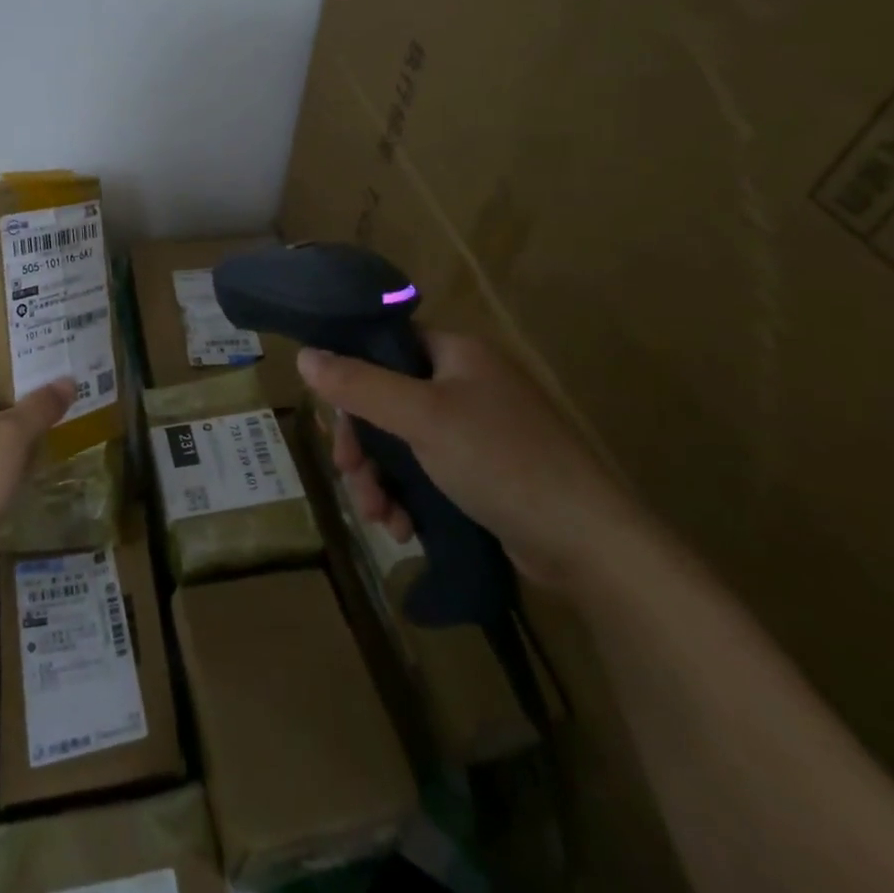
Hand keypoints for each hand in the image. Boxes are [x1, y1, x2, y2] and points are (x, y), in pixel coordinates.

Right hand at [299, 332, 644, 589]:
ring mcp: (477, 431)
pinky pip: (426, 472)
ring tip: (379, 517)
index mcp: (457, 354)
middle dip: (364, 444)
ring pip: (402, 442)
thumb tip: (303, 355)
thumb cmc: (502, 461)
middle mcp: (466, 384)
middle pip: (387, 400)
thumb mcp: (421, 417)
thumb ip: (359, 384)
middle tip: (351, 477)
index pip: (385, 347)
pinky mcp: (483, 473)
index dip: (351, 378)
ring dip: (380, 479)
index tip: (335, 419)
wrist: (590, 545)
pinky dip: (407, 497)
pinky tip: (403, 528)